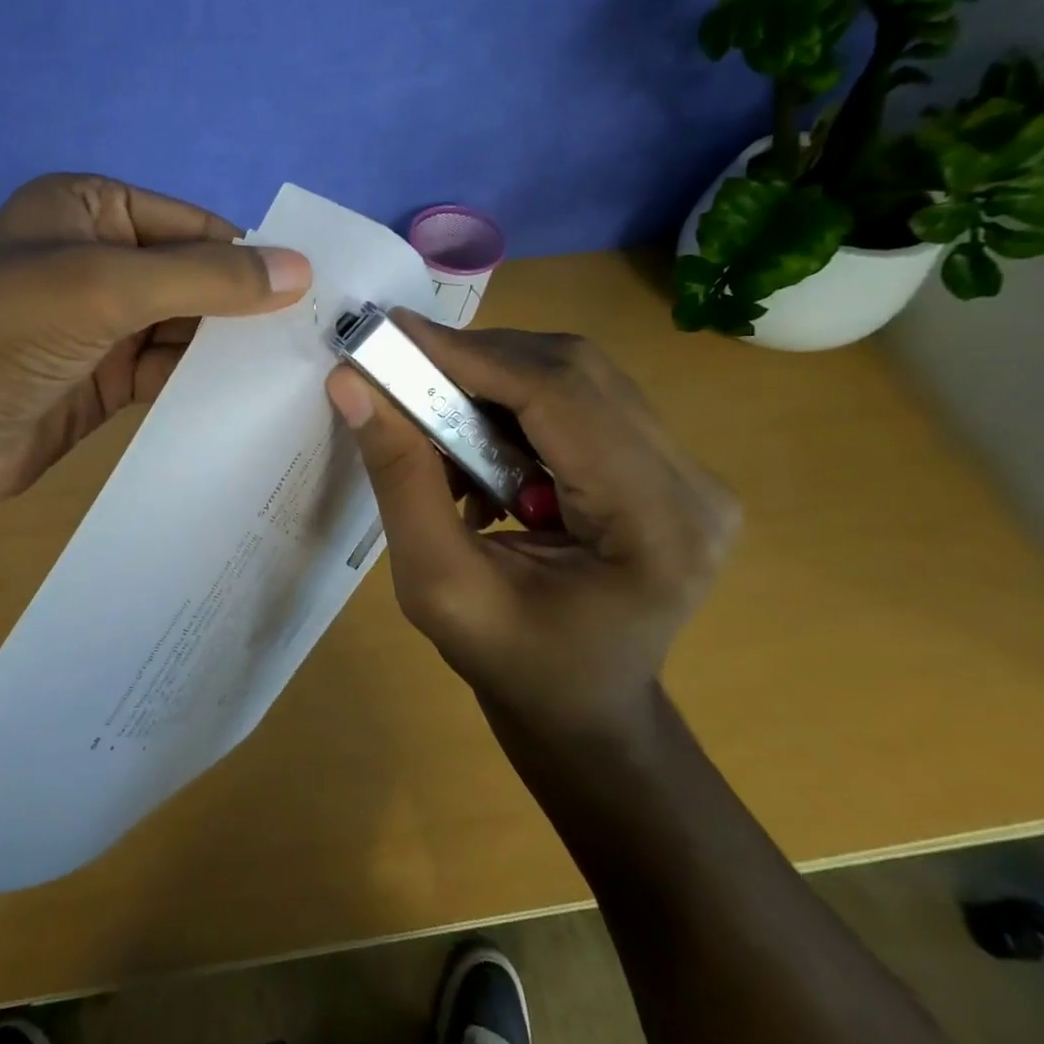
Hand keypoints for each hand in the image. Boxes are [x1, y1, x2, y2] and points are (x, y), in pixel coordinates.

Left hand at [0, 174, 310, 506]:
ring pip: (184, 327)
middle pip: (192, 276)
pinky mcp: (104, 379)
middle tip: (317, 337)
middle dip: (244, 305)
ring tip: (298, 369)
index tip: (315, 294)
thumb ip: (206, 276)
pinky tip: (248, 396)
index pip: (191, 225)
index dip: (250, 256)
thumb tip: (301, 269)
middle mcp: (98, 259)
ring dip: (228, 347)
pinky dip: (202, 381)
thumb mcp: (107, 285)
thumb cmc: (8, 330)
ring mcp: (101, 323)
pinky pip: (167, 371)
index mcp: (90, 208)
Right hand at [325, 312, 736, 736]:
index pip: (562, 398)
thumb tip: (352, 385)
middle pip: (576, 372)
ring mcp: (687, 472)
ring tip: (434, 408)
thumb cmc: (513, 665)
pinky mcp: (665, 467)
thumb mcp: (438, 585)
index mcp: (656, 526)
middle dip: (478, 358)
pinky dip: (515, 400)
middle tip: (402, 365)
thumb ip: (400, 480)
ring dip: (494, 376)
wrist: (584, 710)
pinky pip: (582, 399)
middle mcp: (691, 485)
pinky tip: (476, 438)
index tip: (394, 333)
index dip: (473, 356)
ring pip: (578, 375)